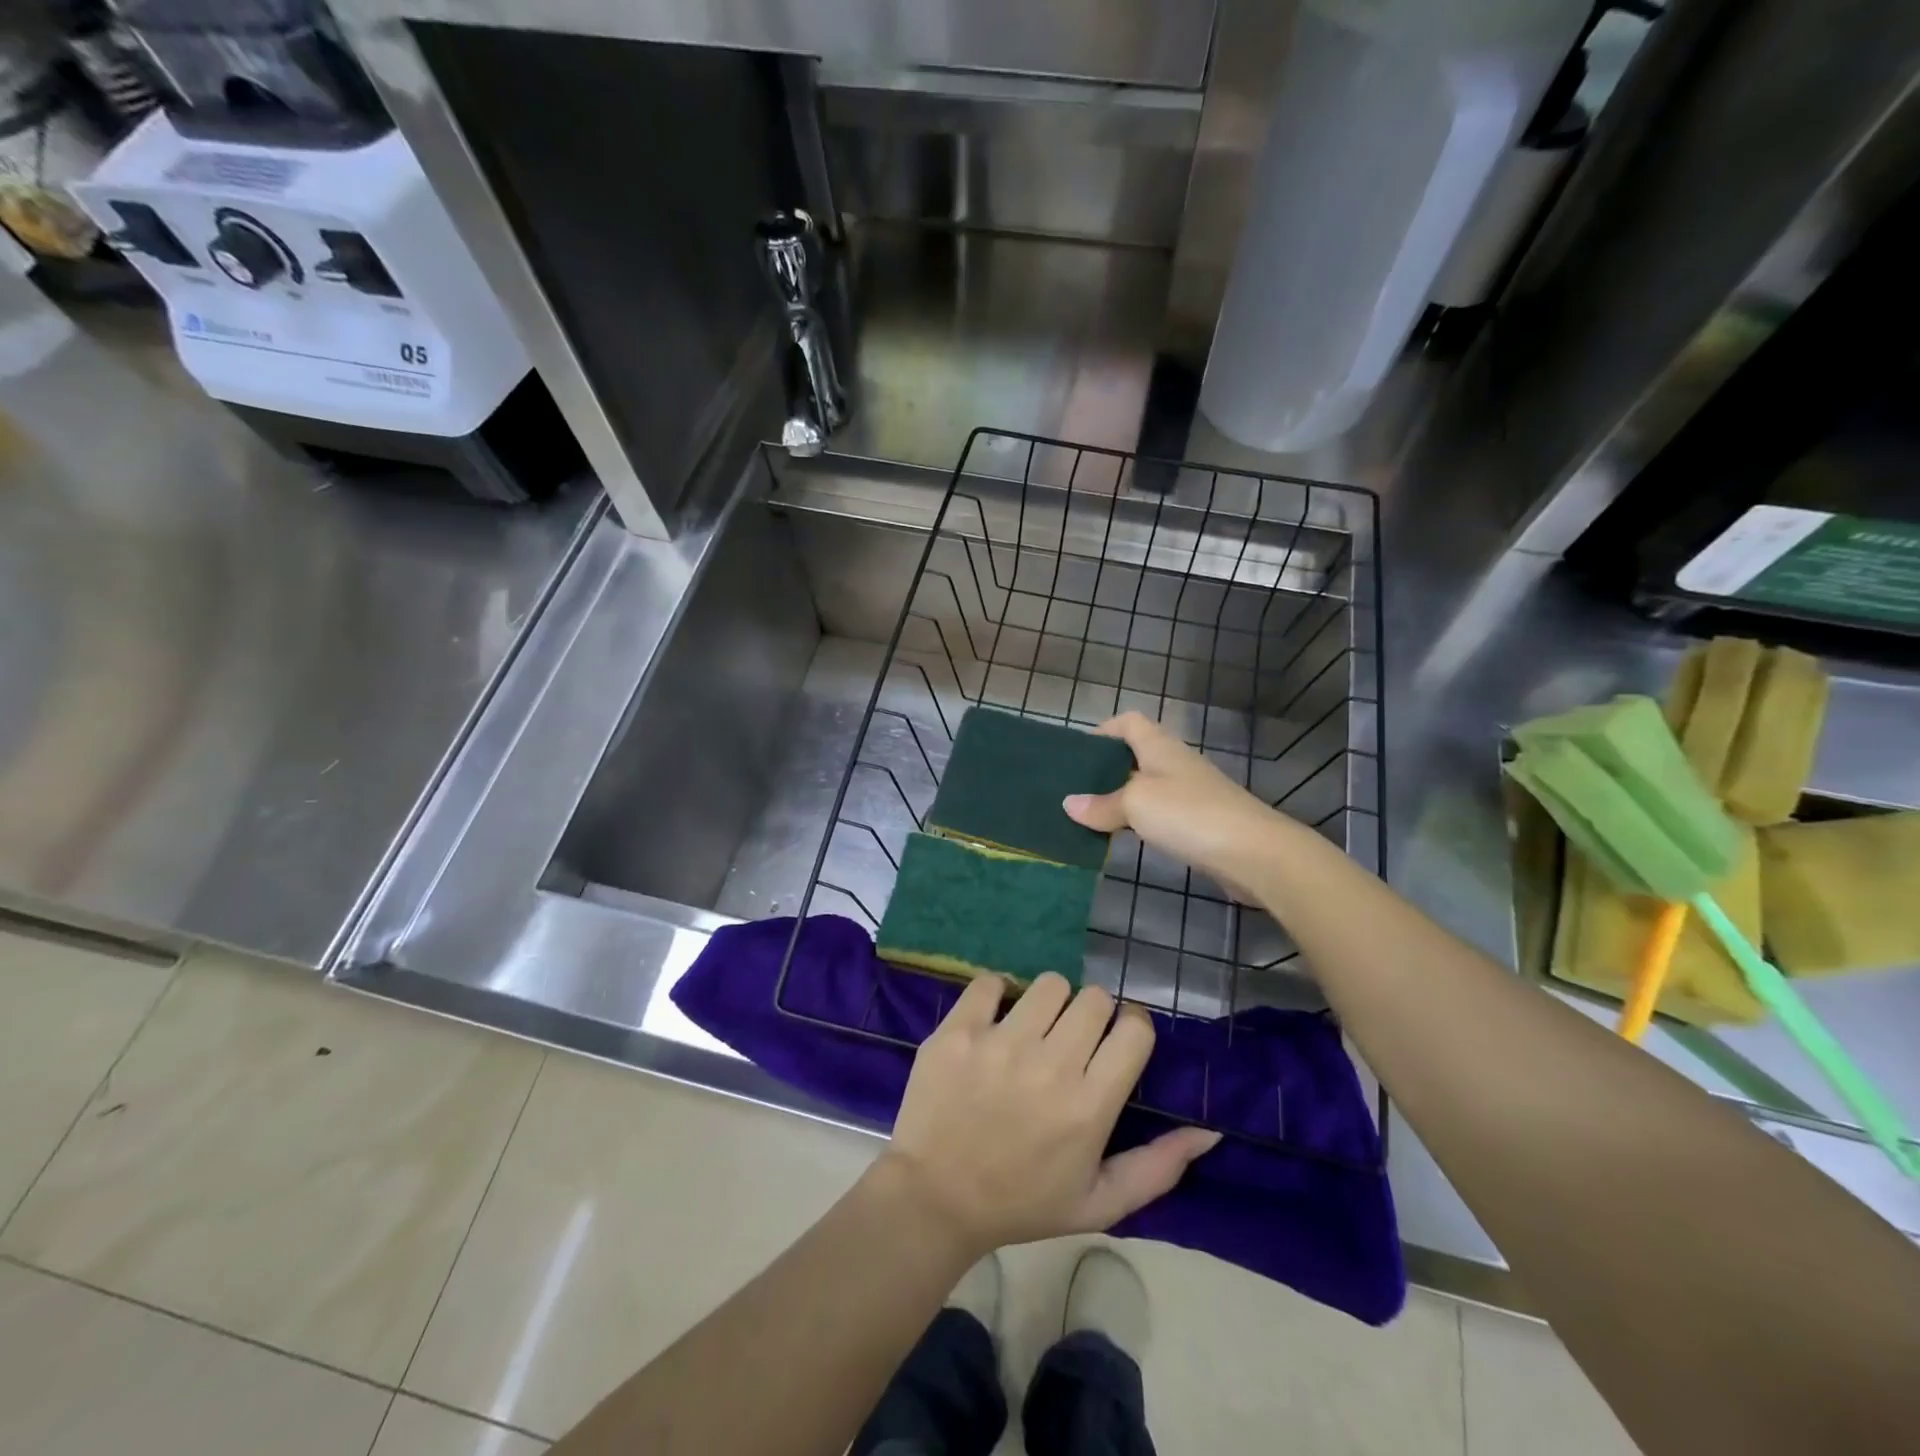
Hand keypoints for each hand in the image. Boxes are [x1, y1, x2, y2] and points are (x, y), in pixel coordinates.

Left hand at [880, 973, 1219, 1255]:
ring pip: (1049, 983)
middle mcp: (1049, 1065)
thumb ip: (1158, 1167)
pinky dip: (997, 994)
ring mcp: (1000, 1043)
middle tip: (1072, 1042)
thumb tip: (1209, 1130)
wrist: (935, 1199)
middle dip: (1092, 1015)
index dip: (1131, 1027)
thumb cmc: (1022, 1203)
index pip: (1134, 1029)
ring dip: (1049, 1003)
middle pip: (1094, 998)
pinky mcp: (958, 1030)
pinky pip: (991, 981)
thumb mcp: (1099, 1203)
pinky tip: (994, 1022)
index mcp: (1089, 1106)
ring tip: (1034, 1031)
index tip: (1117, 1040)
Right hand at [1063, 711, 1287, 889]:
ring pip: (1147, 787)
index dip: (1104, 730)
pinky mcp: (1200, 822)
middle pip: (1136, 755)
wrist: (1254, 852)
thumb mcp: (1136, 804)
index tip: (1078, 753)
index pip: (1129, 722)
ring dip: (1121, 797)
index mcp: (1159, 746)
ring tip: (1091, 815)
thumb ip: (1101, 804)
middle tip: (1076, 788)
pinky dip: (1139, 820)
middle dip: (1106, 768)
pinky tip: (1124, 837)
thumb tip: (1069, 804)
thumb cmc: (1189, 814)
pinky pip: (1160, 813)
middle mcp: (1175, 763)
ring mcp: (1191, 793)